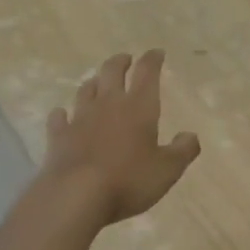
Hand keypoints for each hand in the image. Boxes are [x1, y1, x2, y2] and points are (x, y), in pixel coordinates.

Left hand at [40, 50, 200, 224]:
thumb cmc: (129, 180)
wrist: (76, 196)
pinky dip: (62, 113)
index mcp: (139, 107)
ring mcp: (80, 119)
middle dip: (120, 62)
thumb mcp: (168, 169)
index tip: (157, 52)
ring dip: (94, 82)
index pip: (147, 73)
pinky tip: (63, 115)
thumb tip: (191, 135)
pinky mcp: (58, 137)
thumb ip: (183, 150)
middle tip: (126, 59)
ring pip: (86, 90)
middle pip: (111, 72)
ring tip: (98, 82)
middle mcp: (108, 104)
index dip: (152, 60)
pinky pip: (59, 118)